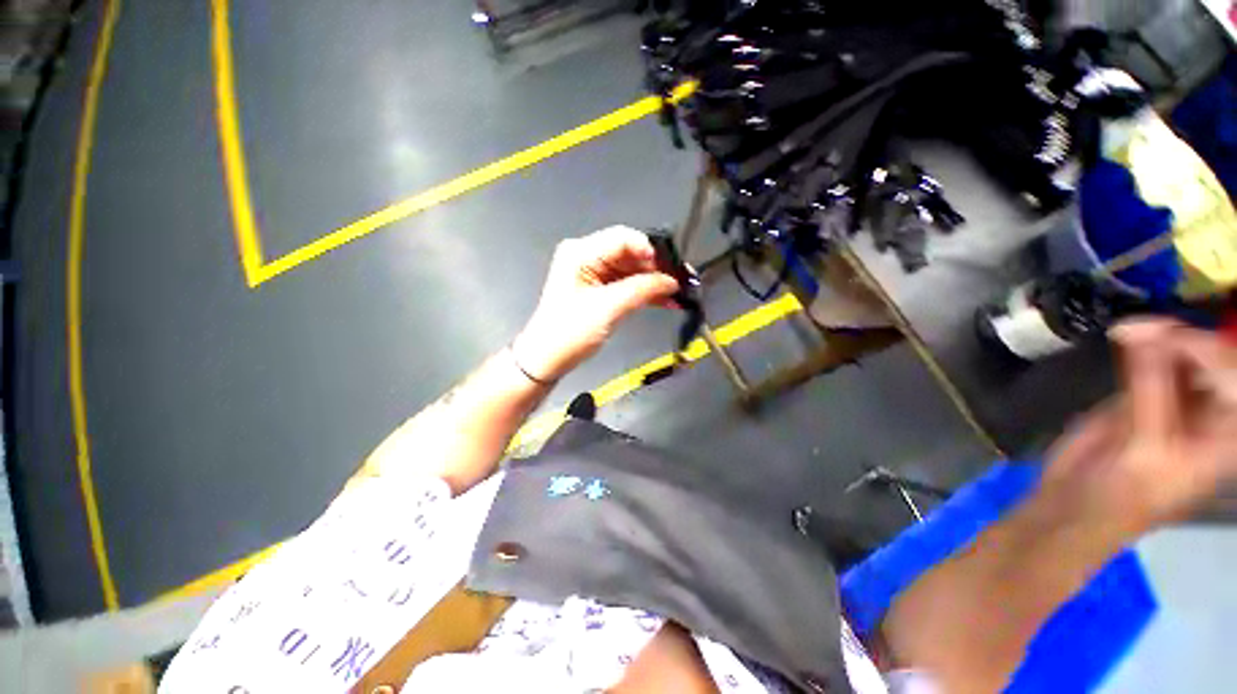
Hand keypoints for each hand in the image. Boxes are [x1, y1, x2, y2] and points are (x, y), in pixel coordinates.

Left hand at [512, 226, 679, 381]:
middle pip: (629, 253)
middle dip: (656, 268)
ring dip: (653, 282)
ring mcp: (593, 273)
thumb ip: (642, 290)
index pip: (623, 238)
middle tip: (681, 281)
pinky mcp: (599, 289)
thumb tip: (672, 281)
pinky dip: (644, 292)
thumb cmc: (570, 332)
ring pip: (631, 269)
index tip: (672, 267)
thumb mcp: (608, 308)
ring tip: (677, 293)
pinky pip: (627, 284)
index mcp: (581, 252)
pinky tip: (665, 300)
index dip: (650, 250)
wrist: (548, 358)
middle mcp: (587, 256)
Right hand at [1042, 319, 1236, 537]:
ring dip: (1163, 336)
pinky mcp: (1147, 395)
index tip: (1164, 334)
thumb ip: (1151, 389)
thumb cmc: (1121, 494)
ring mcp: (1179, 403)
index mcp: (1227, 435)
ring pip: (1186, 354)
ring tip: (1131, 330)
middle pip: (1217, 360)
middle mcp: (1213, 414)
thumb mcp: (1144, 448)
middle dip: (1187, 337)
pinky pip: (1156, 359)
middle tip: (1146, 326)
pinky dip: (1143, 343)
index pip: (1233, 377)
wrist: (1077, 506)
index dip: (1208, 351)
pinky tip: (1124, 336)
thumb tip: (1143, 330)